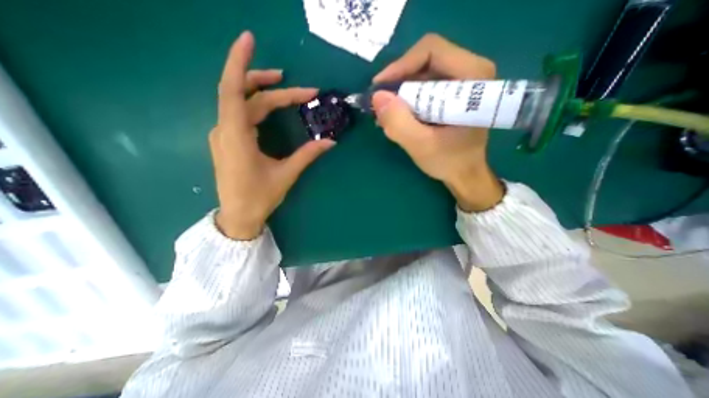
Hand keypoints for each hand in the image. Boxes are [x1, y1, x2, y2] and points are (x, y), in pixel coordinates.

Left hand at [211, 32, 335, 238]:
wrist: (238, 216)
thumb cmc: (259, 197)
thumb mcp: (286, 174)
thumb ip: (307, 155)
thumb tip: (331, 142)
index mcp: (236, 136)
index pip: (233, 90)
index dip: (239, 62)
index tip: (250, 38)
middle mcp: (225, 130)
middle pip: (245, 96)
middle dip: (272, 87)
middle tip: (301, 88)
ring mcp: (225, 135)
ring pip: (242, 104)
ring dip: (263, 94)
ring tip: (286, 88)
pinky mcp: (229, 141)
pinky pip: (241, 115)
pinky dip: (257, 106)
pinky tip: (271, 108)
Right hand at [372, 35, 503, 211]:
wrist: (466, 174)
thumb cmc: (450, 161)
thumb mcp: (421, 146)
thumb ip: (399, 122)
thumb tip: (376, 97)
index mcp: (472, 77)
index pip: (431, 51)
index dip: (400, 66)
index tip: (379, 88)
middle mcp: (470, 72)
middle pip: (424, 62)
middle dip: (398, 84)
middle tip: (380, 106)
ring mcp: (460, 83)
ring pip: (421, 75)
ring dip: (400, 95)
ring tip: (385, 117)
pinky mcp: (451, 95)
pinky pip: (423, 88)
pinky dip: (407, 101)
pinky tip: (397, 118)